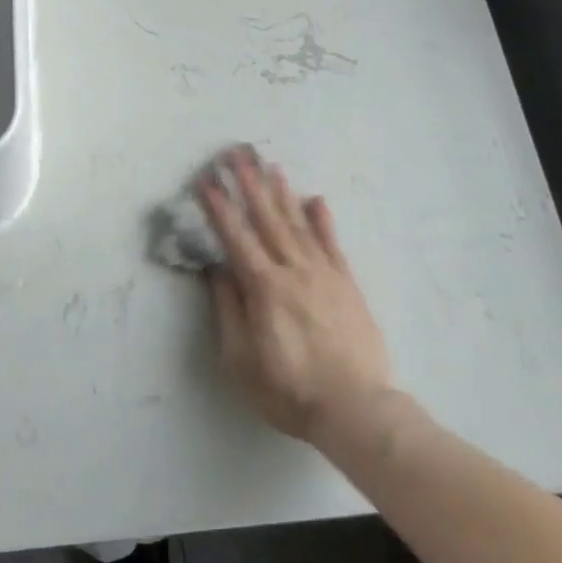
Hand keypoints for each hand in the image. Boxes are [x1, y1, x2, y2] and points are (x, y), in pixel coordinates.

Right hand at [199, 147, 391, 442]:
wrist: (356, 408)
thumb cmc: (289, 389)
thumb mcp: (242, 359)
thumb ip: (229, 310)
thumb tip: (217, 270)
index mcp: (264, 288)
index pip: (235, 237)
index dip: (218, 207)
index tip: (205, 180)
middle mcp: (293, 270)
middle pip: (266, 220)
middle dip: (248, 184)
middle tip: (236, 154)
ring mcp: (324, 274)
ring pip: (298, 224)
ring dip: (282, 193)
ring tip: (270, 166)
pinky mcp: (347, 284)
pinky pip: (332, 243)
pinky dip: (322, 219)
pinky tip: (316, 199)